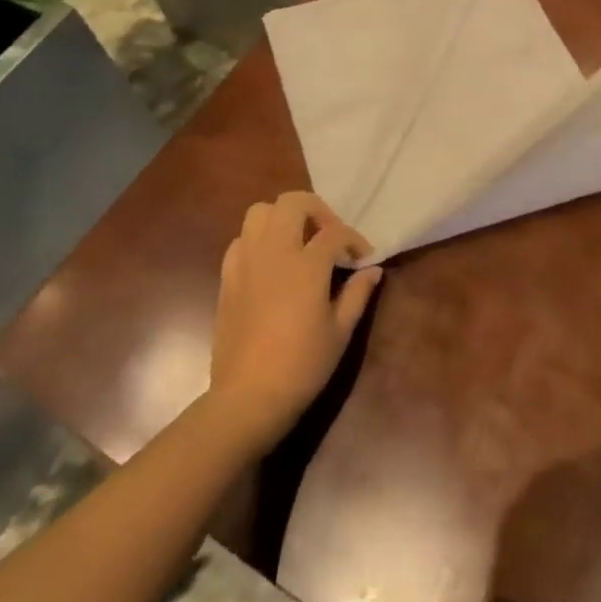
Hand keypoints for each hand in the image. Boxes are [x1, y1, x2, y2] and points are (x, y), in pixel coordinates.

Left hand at [207, 192, 382, 453]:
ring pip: (260, 212)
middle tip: (329, 236)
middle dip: (317, 210)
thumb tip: (372, 270)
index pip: (335, 233)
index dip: (354, 240)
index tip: (363, 258)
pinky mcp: (227, 278)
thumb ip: (357, 294)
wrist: (247, 398)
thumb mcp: (340, 332)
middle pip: (293, 203)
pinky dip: (258, 240)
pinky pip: (241, 240)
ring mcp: (246, 262)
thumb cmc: (302, 366)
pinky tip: (272, 264)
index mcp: (306, 265)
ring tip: (299, 242)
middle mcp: (274, 253)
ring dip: (283, 218)